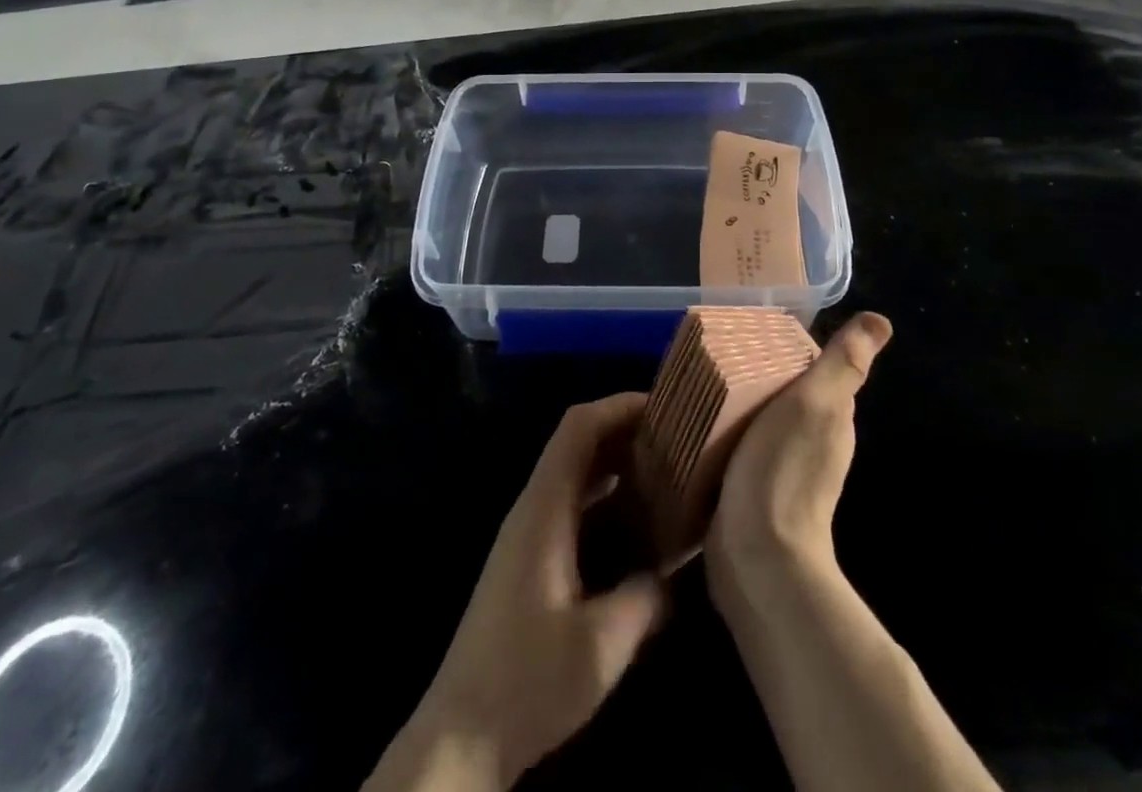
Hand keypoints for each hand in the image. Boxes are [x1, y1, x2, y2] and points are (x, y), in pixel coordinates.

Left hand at [365, 394, 670, 791]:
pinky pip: (573, 508)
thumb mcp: (600, 644)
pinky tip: (638, 531)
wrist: (462, 734)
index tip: (667, 408)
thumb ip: (645, 598)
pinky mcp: (530, 561)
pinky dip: (607, 502)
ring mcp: (528, 534)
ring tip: (668, 478)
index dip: (619, 406)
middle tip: (679, 443)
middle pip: (578, 444)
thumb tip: (672, 574)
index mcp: (544, 507)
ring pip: (576, 476)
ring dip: (618, 468)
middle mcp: (533, 508)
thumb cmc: (528, 679)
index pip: (578, 426)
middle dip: (627, 433)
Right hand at [706, 312, 891, 594]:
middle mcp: (816, 445)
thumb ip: (843, 363)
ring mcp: (785, 473)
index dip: (789, 353)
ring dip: (742, 408)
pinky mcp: (754, 494)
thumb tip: (881, 320)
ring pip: (763, 423)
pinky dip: (729, 436)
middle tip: (721, 357)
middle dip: (760, 377)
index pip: (814, 372)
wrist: (758, 557)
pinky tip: (704, 428)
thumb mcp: (815, 402)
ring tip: (706, 387)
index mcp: (834, 419)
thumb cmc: (785, 468)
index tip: (754, 336)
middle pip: (786, 396)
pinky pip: (742, 450)